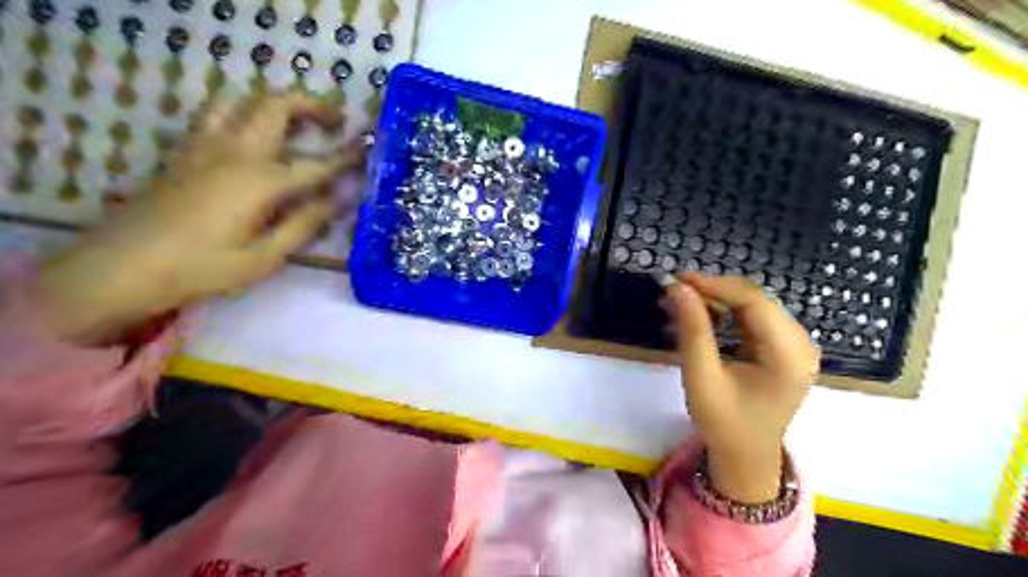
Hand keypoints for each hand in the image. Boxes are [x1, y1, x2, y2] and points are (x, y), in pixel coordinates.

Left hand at [38, 92, 360, 344]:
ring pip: (240, 100)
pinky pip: (216, 114)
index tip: (370, 147)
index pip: (316, 163)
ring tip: (295, 122)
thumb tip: (338, 199)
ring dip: (274, 103)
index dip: (347, 156)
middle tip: (336, 121)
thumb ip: (304, 224)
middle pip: (275, 106)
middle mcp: (234, 152)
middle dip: (311, 105)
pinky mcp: (184, 151)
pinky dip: (243, 113)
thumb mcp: (264, 257)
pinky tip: (254, 137)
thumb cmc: (201, 268)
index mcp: (259, 181)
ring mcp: (204, 146)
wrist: (122, 266)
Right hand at [668, 272, 820, 503]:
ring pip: (754, 304)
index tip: (679, 279)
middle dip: (713, 290)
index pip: (754, 302)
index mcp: (788, 356)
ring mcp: (796, 345)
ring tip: (681, 301)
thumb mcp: (701, 377)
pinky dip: (726, 312)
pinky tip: (701, 314)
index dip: (715, 285)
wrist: (746, 455)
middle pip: (756, 299)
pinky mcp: (785, 347)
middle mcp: (801, 344)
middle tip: (674, 290)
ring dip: (717, 299)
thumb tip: (677, 288)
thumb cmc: (723, 422)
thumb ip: (692, 330)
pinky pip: (755, 317)